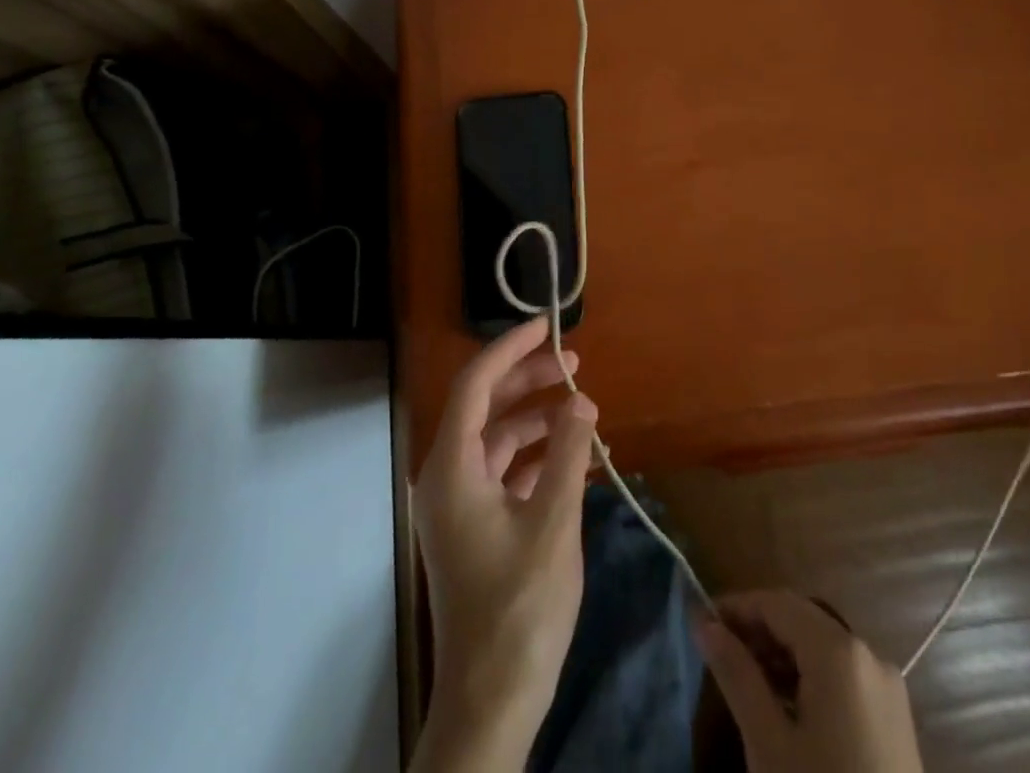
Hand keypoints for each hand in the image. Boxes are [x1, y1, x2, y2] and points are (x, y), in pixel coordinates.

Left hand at [411, 317, 597, 772]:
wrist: (492, 702)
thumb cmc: (519, 608)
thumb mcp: (553, 524)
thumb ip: (566, 454)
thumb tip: (581, 401)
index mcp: (452, 468)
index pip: (475, 384)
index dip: (510, 349)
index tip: (547, 326)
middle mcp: (447, 477)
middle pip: (485, 406)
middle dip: (528, 379)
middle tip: (574, 364)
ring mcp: (460, 504)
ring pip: (497, 438)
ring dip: (537, 418)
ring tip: (582, 408)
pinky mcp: (476, 526)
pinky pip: (504, 471)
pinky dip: (536, 455)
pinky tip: (574, 455)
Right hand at [697, 590, 924, 772]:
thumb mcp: (768, 744)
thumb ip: (736, 675)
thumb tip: (704, 623)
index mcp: (839, 650)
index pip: (776, 603)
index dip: (736, 607)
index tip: (702, 624)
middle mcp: (868, 653)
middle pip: (801, 619)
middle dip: (758, 630)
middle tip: (720, 655)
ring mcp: (887, 687)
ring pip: (822, 646)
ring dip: (782, 655)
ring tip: (747, 682)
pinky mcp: (895, 718)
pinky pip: (843, 675)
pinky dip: (810, 678)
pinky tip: (787, 708)